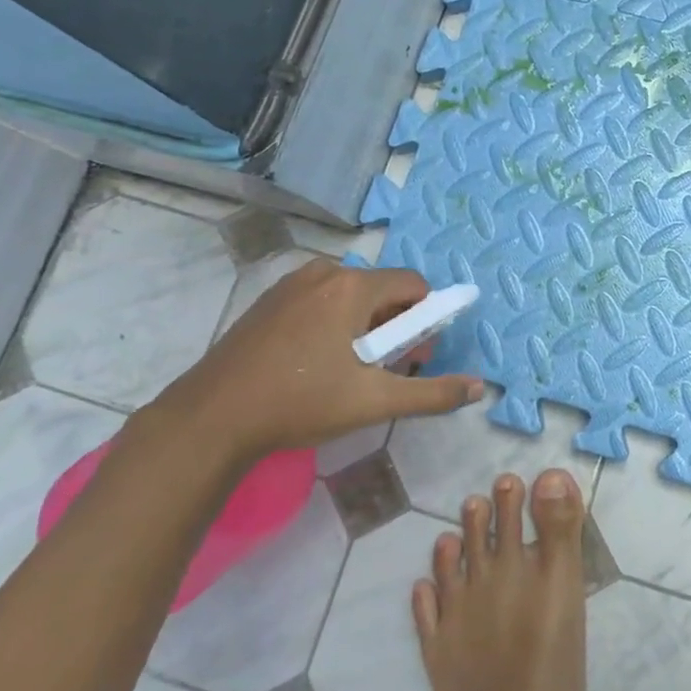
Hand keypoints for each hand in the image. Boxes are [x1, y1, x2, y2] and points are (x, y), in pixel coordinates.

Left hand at [151, 261, 483, 464]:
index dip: (425, 320)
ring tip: (347, 370)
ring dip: (365, 326)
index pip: (415, 285)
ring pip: (351, 296)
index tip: (412, 357)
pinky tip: (315, 362)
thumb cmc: (301, 403)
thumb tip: (478, 387)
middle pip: (383, 290)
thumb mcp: (374, 402)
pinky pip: (321, 300)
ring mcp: (292, 283)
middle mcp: (325, 272)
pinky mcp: (270, 299)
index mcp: (353, 287)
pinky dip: (333, 323)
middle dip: (395, 326)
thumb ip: (432, 392)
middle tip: (382, 370)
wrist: (212, 417)